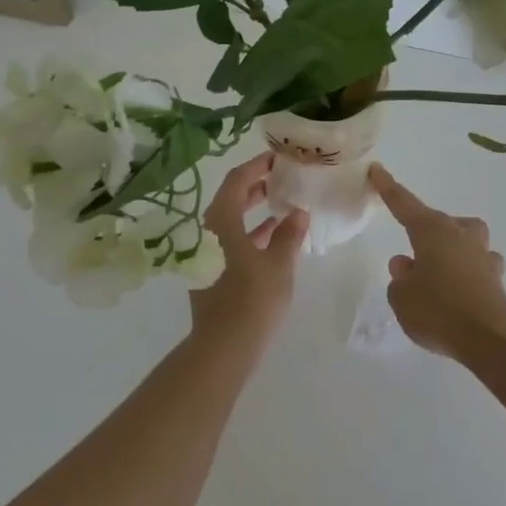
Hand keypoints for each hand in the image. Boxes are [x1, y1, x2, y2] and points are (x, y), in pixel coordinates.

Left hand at [188, 152, 309, 352]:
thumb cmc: (252, 300)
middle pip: (231, 198)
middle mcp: (208, 231)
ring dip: (254, 209)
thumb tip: (298, 213)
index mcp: (221, 221)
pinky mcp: (212, 270)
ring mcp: (207, 252)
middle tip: (282, 176)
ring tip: (282, 200)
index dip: (257, 166)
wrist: (223, 348)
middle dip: (256, 185)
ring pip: (231, 220)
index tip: (278, 157)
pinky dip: (251, 232)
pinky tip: (273, 234)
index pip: (237, 180)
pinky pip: (232, 239)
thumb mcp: (278, 264)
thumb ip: (288, 235)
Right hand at [368, 163, 505, 358]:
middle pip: (440, 222)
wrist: (489, 339)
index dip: (388, 188)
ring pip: (466, 239)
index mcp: (432, 232)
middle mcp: (460, 236)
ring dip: (452, 248)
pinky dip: (467, 273)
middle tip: (411, 258)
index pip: (404, 204)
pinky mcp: (496, 279)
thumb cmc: (438, 311)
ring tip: (437, 272)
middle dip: (425, 231)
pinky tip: (459, 291)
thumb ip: (400, 280)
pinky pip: (478, 266)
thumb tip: (409, 267)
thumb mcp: (402, 298)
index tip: (377, 170)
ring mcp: (482, 256)